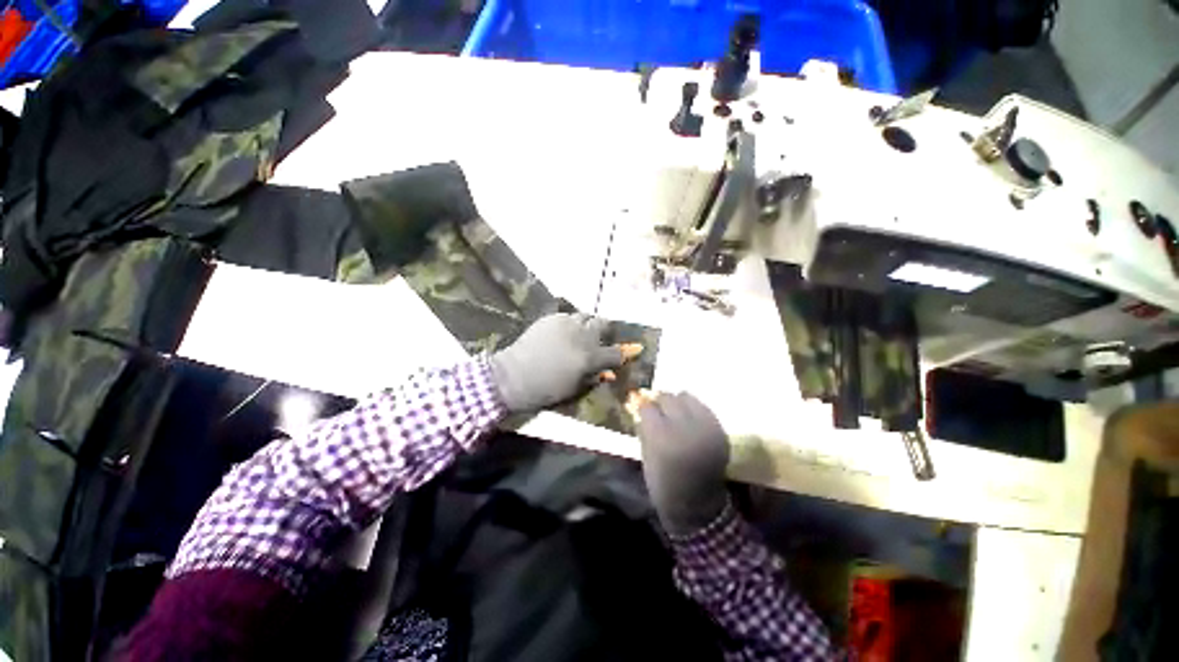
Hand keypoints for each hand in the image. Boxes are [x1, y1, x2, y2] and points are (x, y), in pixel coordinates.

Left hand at [489, 313, 641, 413]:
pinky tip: (562, 333)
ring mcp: (566, 323)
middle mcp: (582, 335)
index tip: (621, 355)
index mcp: (590, 357)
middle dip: (605, 330)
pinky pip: (568, 316)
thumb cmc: (545, 389)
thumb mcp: (574, 389)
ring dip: (587, 324)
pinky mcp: (551, 318)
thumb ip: (593, 377)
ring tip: (580, 333)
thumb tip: (606, 371)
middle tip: (600, 338)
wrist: (513, 376)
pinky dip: (570, 323)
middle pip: (604, 324)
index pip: (615, 353)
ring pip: (586, 316)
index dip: (621, 355)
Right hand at [629, 392, 729, 536]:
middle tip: (658, 410)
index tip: (642, 410)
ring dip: (678, 403)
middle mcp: (684, 428)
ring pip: (687, 397)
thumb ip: (643, 428)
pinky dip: (694, 410)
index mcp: (661, 438)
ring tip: (676, 413)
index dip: (643, 407)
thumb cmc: (664, 484)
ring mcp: (704, 428)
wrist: (698, 506)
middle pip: (668, 398)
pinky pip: (703, 408)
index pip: (648, 407)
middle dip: (660, 402)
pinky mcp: (719, 430)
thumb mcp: (646, 457)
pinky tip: (690, 421)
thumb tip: (638, 406)